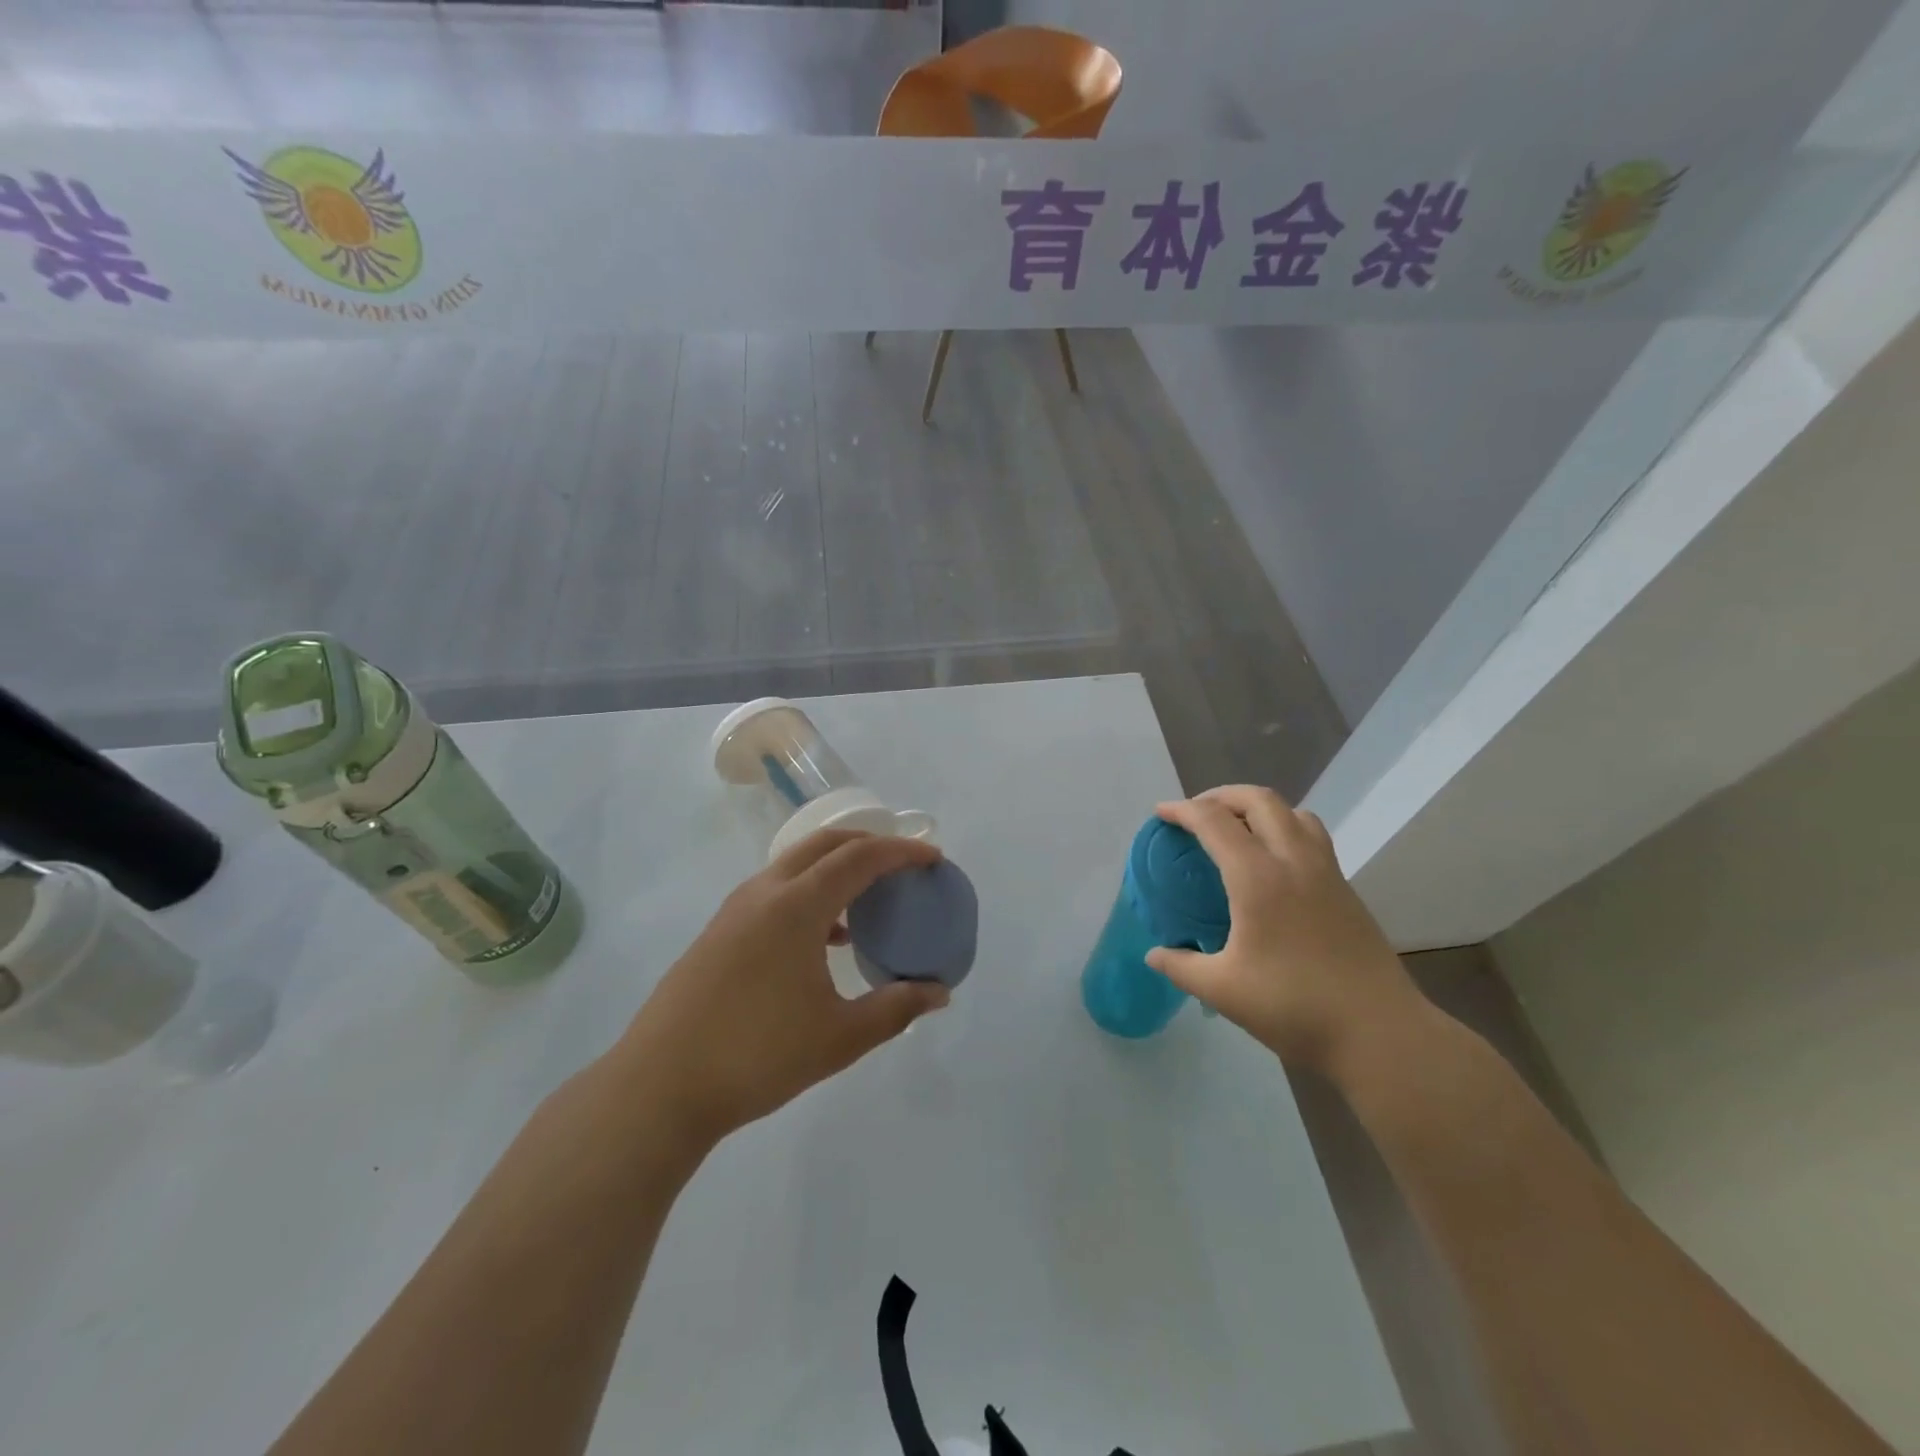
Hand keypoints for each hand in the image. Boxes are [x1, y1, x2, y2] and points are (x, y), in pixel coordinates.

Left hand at [614, 829, 950, 1150]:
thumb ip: (896, 1009)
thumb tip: (940, 994)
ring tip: (869, 897)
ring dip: (836, 867)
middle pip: (825, 844)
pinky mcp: (719, 932)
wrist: (659, 1086)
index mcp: (796, 906)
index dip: (901, 852)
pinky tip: (826, 938)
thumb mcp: (839, 1038)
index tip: (933, 858)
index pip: (860, 857)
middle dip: (868, 843)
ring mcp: (735, 910)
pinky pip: (776, 891)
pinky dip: (810, 893)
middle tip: (903, 863)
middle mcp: (764, 893)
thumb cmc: (757, 1056)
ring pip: (795, 865)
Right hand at [1147, 786, 1426, 1080]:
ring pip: (1294, 813)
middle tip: (1197, 813)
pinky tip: (1272, 866)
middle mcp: (1294, 861)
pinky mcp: (1346, 891)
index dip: (1183, 810)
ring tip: (1237, 830)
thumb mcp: (1223, 991)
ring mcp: (1327, 873)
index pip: (1214, 821)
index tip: (1161, 814)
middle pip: (1260, 800)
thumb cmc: (1295, 1008)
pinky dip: (1284, 830)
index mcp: (1258, 878)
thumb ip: (1182, 967)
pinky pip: (1312, 837)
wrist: (1381, 1034)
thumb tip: (1154, 955)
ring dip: (1259, 808)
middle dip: (1222, 795)